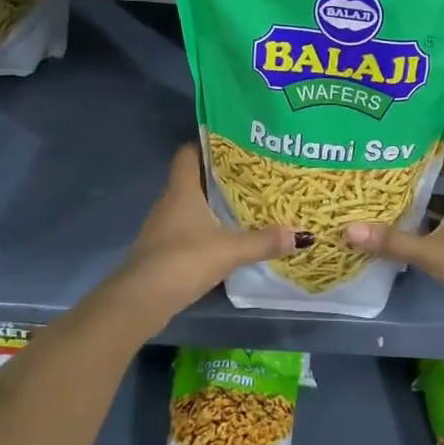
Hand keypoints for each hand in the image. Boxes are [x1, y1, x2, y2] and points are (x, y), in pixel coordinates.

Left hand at [112, 144, 301, 322]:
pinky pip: (187, 229)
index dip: (207, 145)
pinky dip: (204, 229)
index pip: (188, 153)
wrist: (142, 300)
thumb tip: (301, 234)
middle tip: (251, 175)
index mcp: (182, 189)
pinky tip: (225, 238)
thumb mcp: (230, 250)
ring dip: (212, 205)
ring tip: (244, 205)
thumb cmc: (184, 260)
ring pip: (190, 206)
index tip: (234, 145)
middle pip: (193, 179)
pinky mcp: (162, 250)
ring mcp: (162, 227)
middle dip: (219, 177)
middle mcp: (169, 202)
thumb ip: (264, 241)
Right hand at [344, 164, 443, 333]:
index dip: (439, 164)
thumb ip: (392, 242)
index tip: (414, 159)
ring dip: (428, 221)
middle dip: (423, 194)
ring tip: (395, 219)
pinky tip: (413, 250)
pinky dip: (434, 243)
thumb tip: (349, 229)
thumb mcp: (430, 252)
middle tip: (392, 191)